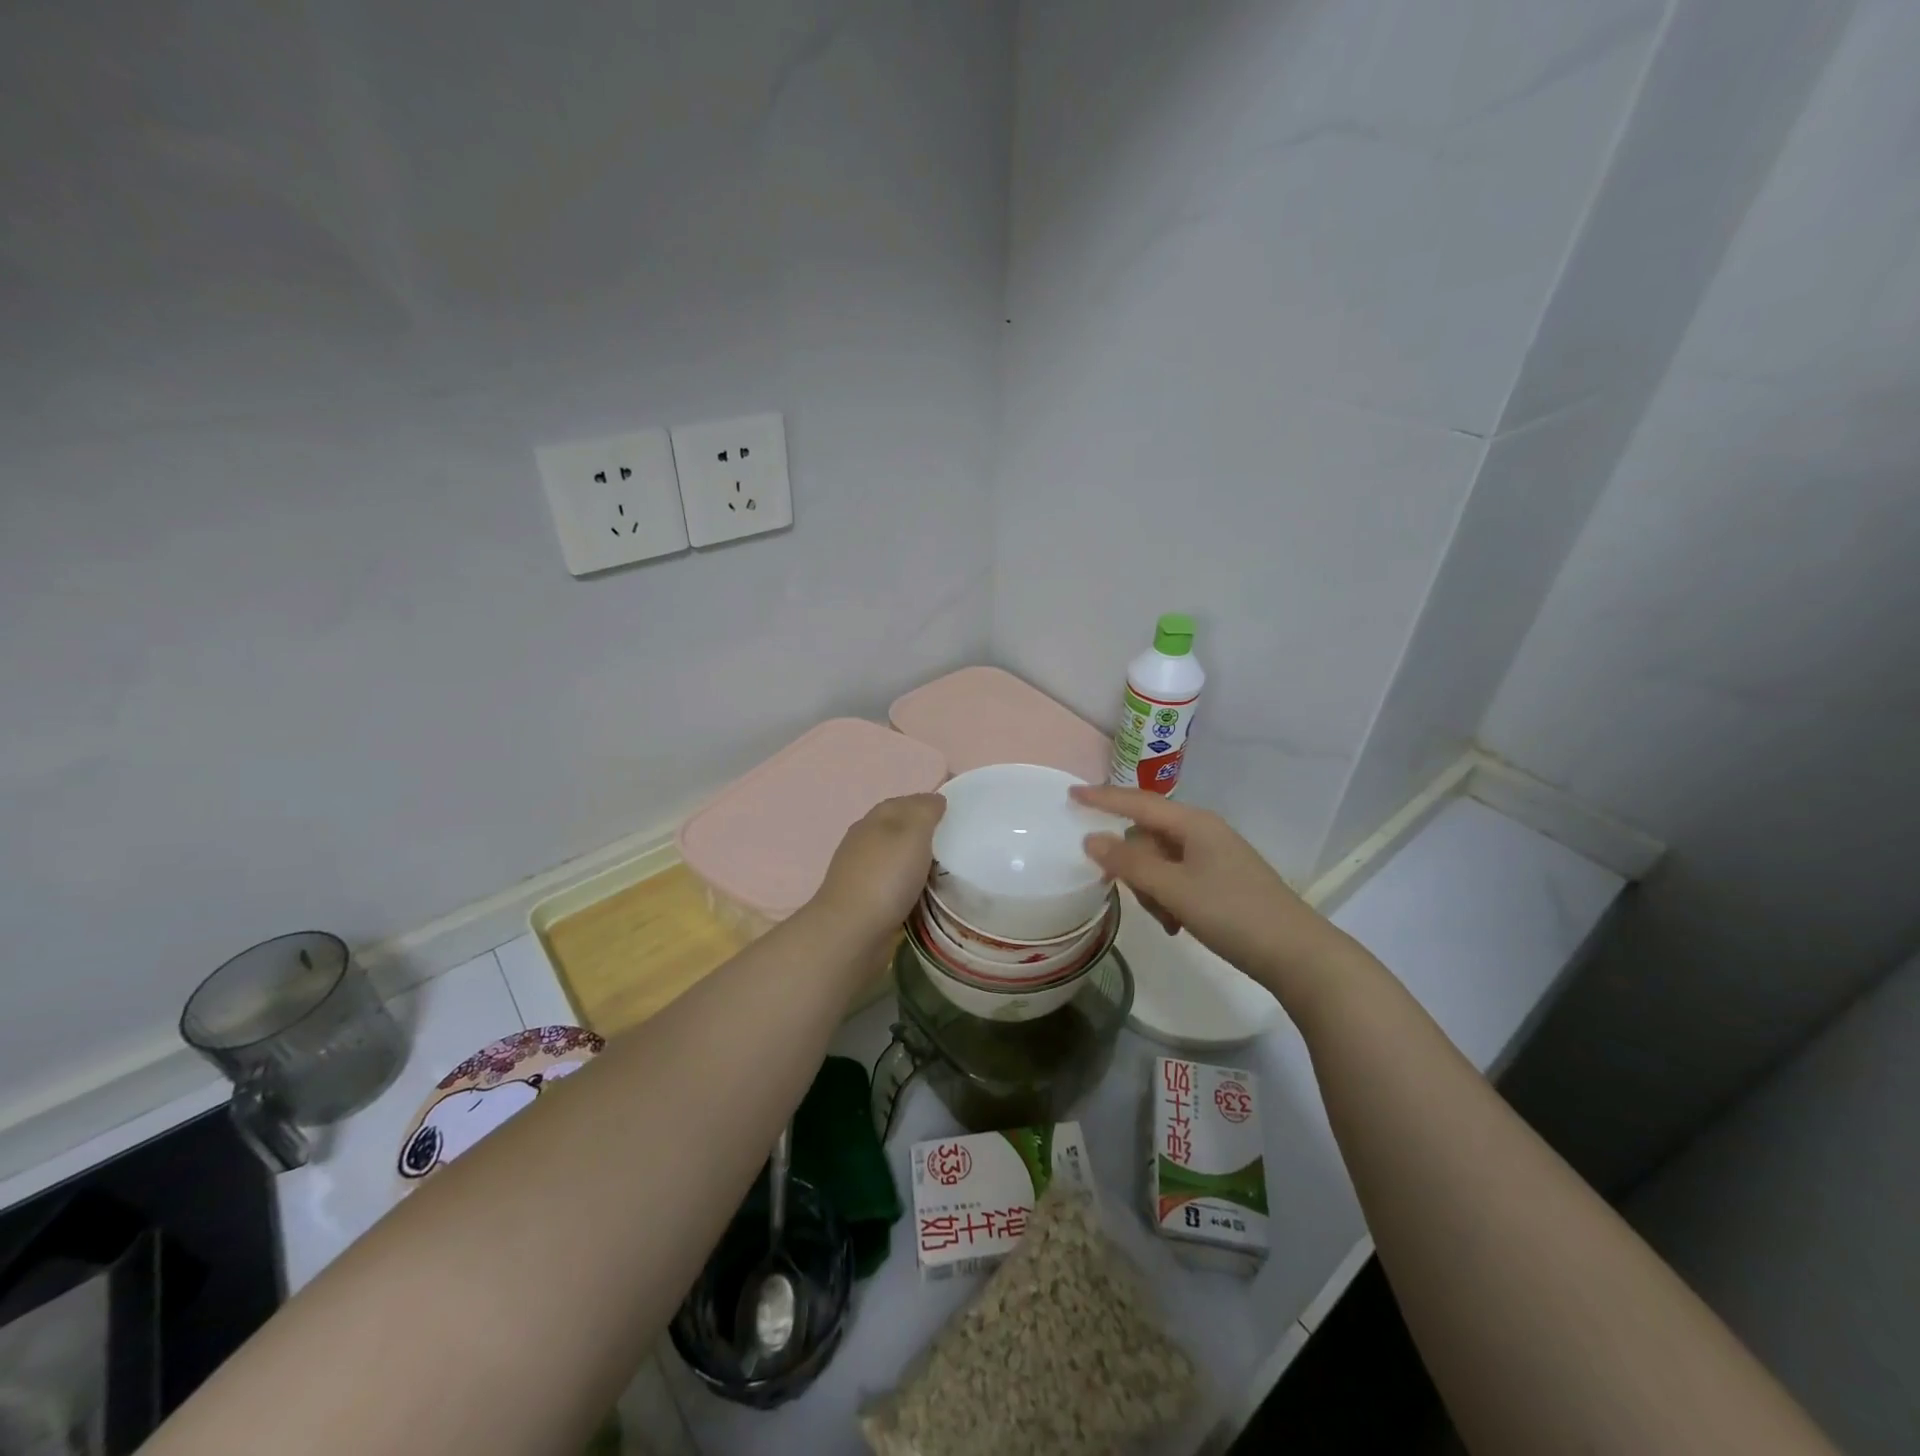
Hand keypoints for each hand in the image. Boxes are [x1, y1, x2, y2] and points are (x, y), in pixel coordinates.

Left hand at [813, 793, 945, 936]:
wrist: (851, 933)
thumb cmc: (885, 877)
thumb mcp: (912, 833)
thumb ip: (925, 811)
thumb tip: (935, 799)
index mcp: (874, 820)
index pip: (905, 802)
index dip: (929, 804)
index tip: (956, 815)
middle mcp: (864, 842)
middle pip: (898, 829)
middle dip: (924, 833)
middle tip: (956, 843)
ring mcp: (861, 873)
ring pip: (895, 858)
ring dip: (916, 862)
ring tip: (946, 870)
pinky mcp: (864, 901)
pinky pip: (893, 885)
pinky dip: (909, 885)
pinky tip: (924, 894)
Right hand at [1071, 785, 1358, 1001]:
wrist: (1297, 954)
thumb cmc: (1232, 913)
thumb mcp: (1173, 889)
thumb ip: (1129, 862)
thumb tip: (1091, 838)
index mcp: (1193, 823)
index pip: (1137, 803)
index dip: (1102, 798)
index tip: (1070, 794)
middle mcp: (1203, 832)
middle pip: (1148, 836)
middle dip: (1134, 866)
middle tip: (1134, 895)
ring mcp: (1214, 856)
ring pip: (1161, 862)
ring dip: (1153, 888)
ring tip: (1168, 919)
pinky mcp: (1222, 880)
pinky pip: (1178, 878)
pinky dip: (1170, 898)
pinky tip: (1178, 924)